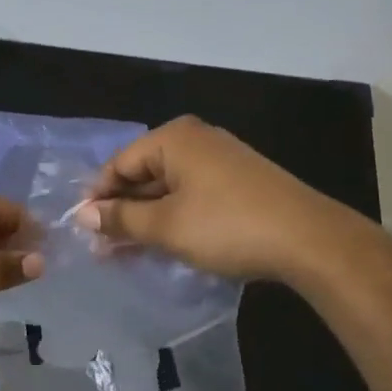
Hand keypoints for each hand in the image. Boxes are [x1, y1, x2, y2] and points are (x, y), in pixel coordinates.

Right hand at [74, 116, 334, 280]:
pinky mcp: (240, 182)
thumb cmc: (227, 226)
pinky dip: (174, 217)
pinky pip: (192, 195)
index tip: (82, 230)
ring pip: (168, 188)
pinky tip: (165, 243)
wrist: (309, 240)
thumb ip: (121, 219)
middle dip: (122, 210)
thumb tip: (83, 215)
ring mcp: (221, 159)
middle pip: (144, 174)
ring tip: (127, 252)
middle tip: (102, 247)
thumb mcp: (166, 226)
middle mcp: (197, 140)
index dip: (98, 197)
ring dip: (146, 218)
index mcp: (174, 139)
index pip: (119, 164)